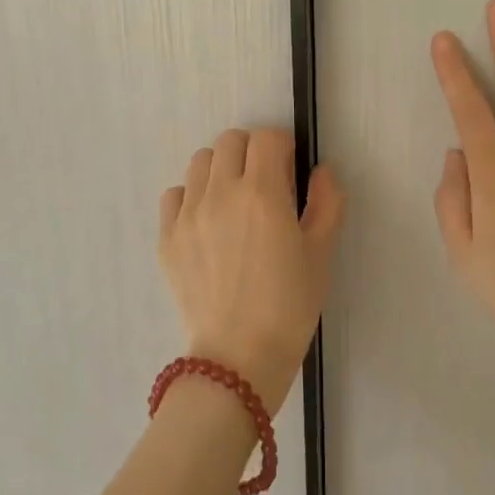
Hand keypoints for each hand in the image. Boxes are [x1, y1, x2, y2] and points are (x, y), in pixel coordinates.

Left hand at [158, 128, 345, 412]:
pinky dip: (192, 197)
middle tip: (264, 186)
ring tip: (233, 203)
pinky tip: (207, 224)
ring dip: (221, 170)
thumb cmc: (289, 306)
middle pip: (230, 141)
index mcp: (262, 194)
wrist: (239, 357)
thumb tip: (321, 172)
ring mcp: (188, 214)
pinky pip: (175, 194)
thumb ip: (327, 203)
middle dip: (252, 154)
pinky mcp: (167, 237)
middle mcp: (220, 193)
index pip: (267, 138)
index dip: (283, 149)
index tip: (290, 173)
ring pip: (200, 162)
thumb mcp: (321, 254)